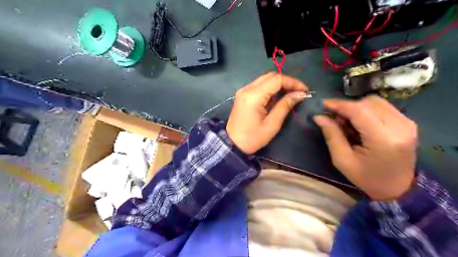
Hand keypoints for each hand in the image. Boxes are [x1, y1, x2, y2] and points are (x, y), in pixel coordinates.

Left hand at [227, 74, 309, 155]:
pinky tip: (278, 97)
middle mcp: (247, 88)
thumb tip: (299, 94)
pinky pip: (259, 85)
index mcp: (253, 96)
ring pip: (265, 79)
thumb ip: (285, 106)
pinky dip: (271, 88)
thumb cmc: (252, 138)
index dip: (293, 82)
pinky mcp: (243, 95)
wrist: (232, 144)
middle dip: (287, 82)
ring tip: (291, 94)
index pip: (277, 79)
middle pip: (271, 76)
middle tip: (298, 92)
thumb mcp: (272, 124)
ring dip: (279, 84)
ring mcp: (243, 91)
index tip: (304, 91)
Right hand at [313, 95, 417, 199]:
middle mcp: (400, 126)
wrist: (398, 188)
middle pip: (367, 103)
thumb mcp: (342, 160)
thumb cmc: (366, 178)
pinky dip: (366, 110)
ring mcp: (407, 123)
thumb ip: (331, 135)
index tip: (323, 104)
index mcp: (383, 139)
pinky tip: (359, 122)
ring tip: (347, 121)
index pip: (359, 111)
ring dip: (356, 107)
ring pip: (375, 101)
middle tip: (334, 117)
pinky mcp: (407, 122)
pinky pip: (382, 106)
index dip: (339, 104)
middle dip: (347, 107)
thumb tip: (319, 116)